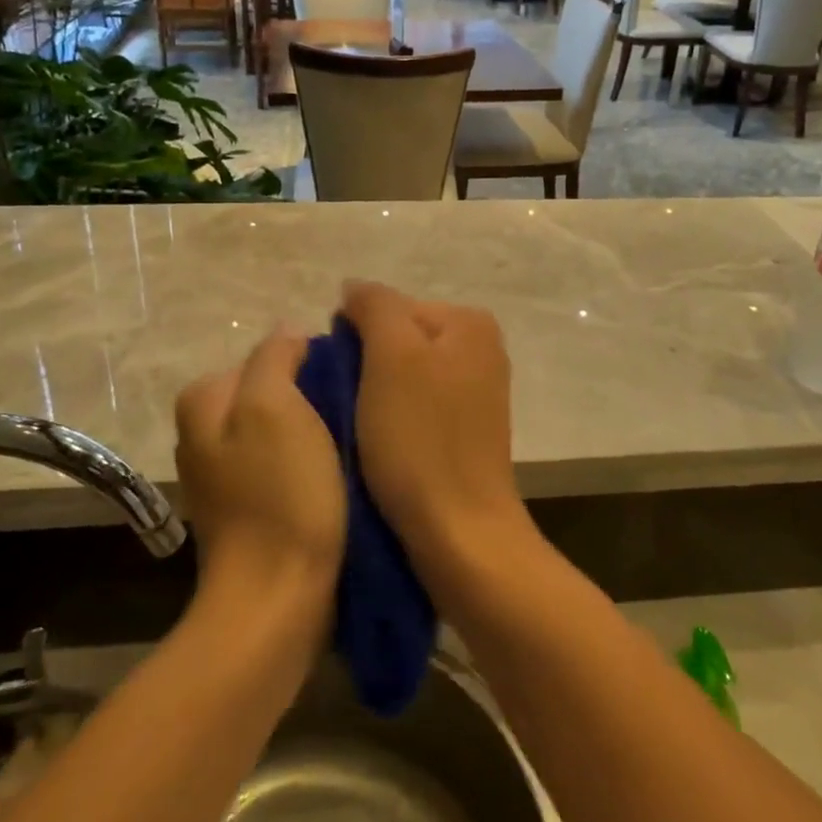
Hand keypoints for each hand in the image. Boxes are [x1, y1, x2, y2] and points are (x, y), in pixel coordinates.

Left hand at [174, 332, 345, 611]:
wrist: (277, 601)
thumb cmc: (280, 494)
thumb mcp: (275, 406)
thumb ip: (276, 357)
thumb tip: (289, 335)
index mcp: (204, 400)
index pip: (269, 355)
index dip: (312, 364)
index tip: (346, 386)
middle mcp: (204, 433)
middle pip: (274, 391)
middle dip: (313, 397)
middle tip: (354, 415)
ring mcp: (225, 474)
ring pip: (283, 428)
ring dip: (316, 432)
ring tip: (352, 445)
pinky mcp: (250, 506)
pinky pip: (286, 464)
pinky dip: (311, 465)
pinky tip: (337, 478)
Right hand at [339, 281, 531, 566]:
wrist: (459, 533)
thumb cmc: (420, 438)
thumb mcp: (390, 355)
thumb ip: (374, 306)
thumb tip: (354, 288)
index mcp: (469, 323)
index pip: (390, 307)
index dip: (355, 337)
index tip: (340, 379)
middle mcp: (481, 349)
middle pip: (399, 340)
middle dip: (366, 366)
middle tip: (344, 404)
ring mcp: (477, 392)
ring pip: (404, 376)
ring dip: (375, 396)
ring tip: (358, 427)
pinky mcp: (466, 431)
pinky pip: (417, 408)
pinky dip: (393, 420)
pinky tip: (379, 445)